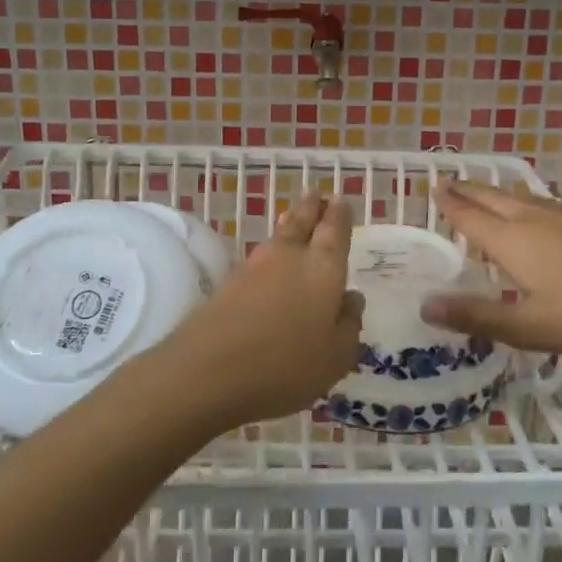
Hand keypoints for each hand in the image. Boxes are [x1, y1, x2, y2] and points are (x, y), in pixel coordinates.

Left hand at [138, 193, 363, 431]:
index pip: (335, 230)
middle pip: (302, 222)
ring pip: (278, 236)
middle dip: (311, 207)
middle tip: (315, 193)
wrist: (210, 368)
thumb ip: (348, 325)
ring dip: (289, 222)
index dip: (339, 215)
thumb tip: (352, 298)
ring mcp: (256, 266)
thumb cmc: (286, 363)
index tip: (340, 201)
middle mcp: (291, 256)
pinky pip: (259, 257)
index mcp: (324, 268)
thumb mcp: (335, 356)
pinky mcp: (229, 282)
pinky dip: (269, 251)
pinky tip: (269, 257)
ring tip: (293, 215)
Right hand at [419, 180, 561, 355]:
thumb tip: (425, 306)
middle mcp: (534, 222)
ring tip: (487, 191)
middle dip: (470, 191)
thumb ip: (476, 317)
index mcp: (512, 241)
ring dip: (498, 193)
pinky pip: (544, 205)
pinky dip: (526, 202)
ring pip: (522, 198)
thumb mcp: (526, 326)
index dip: (451, 205)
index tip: (434, 188)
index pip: (472, 217)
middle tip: (450, 182)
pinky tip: (538, 211)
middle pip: (494, 199)